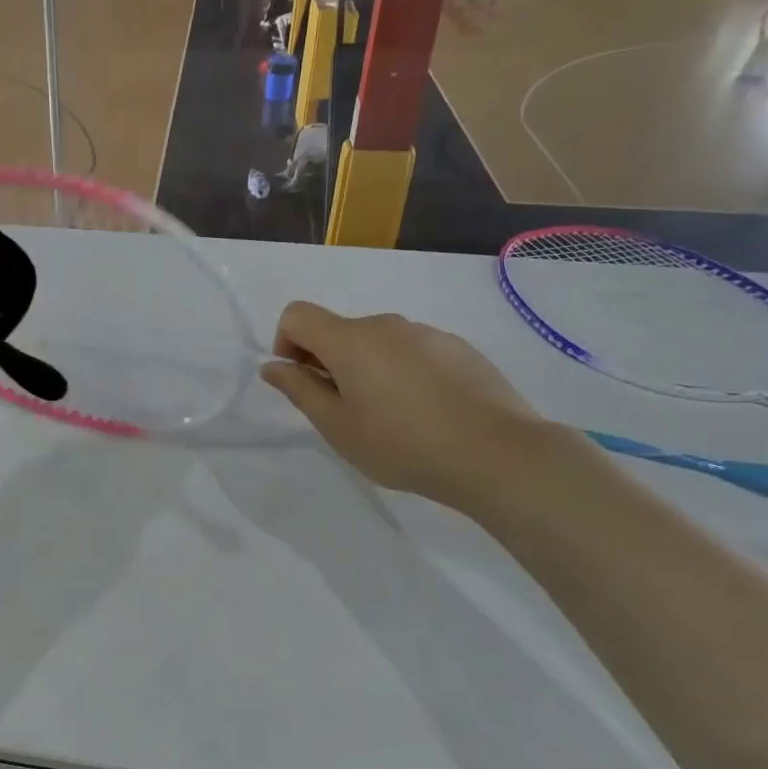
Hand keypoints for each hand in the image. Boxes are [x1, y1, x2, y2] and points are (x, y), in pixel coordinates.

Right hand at [259, 302, 564, 515]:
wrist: (495, 454)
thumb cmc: (401, 444)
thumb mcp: (338, 426)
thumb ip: (300, 390)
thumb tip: (273, 366)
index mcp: (350, 340)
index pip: (297, 314)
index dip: (286, 342)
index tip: (303, 381)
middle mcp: (386, 325)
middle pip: (339, 330)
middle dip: (328, 362)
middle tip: (345, 412)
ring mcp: (427, 333)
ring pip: (379, 342)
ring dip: (368, 368)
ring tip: (391, 417)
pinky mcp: (459, 348)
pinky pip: (414, 351)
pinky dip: (404, 372)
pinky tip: (427, 412)